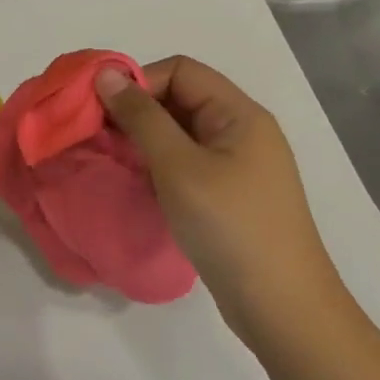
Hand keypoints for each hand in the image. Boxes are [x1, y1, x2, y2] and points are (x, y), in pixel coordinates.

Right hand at [95, 57, 341, 343]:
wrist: (282, 308)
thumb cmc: (230, 226)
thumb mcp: (178, 166)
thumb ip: (141, 117)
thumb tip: (106, 75)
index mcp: (239, 114)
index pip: (181, 71)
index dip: (139, 81)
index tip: (102, 109)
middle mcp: (241, 131)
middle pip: (180, 97)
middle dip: (136, 109)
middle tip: (98, 134)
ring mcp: (237, 165)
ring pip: (179, 131)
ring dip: (143, 138)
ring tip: (111, 157)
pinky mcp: (229, 194)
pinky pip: (185, 160)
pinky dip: (157, 163)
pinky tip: (136, 181)